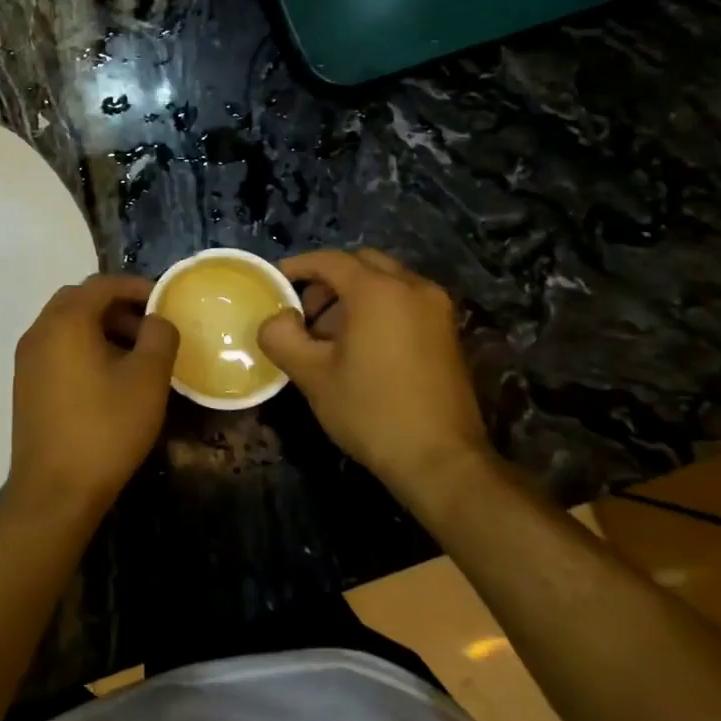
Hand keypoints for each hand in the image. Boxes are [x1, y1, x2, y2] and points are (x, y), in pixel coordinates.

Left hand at [7, 275, 179, 519]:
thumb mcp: (148, 379)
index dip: (136, 286)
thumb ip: (159, 336)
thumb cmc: (106, 429)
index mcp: (65, 321)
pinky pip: (56, 348)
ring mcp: (27, 359)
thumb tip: (157, 319)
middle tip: (149, 328)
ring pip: (66, 324)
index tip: (164, 300)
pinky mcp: (25, 384)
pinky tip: (107, 378)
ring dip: (100, 327)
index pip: (101, 284)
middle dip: (117, 306)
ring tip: (134, 356)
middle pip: (79, 300)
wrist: (54, 491)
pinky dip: (83, 347)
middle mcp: (39, 331)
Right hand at [258, 250, 490, 501]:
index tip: (274, 283)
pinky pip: (404, 301)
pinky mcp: (447, 331)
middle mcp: (412, 287)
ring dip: (352, 294)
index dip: (297, 266)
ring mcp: (436, 309)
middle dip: (327, 280)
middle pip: (361, 263)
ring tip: (327, 334)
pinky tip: (359, 346)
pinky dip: (377, 308)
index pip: (330, 260)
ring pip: (385, 281)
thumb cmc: (371, 411)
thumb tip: (277, 319)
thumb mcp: (311, 375)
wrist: (441, 460)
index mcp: (378, 290)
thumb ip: (281, 336)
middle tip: (302, 312)